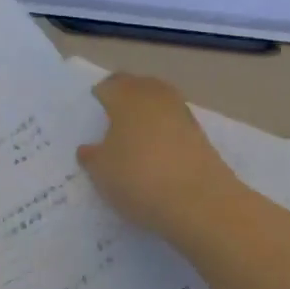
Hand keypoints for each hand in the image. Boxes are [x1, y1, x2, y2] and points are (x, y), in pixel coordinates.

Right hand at [77, 74, 244, 248]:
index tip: (93, 112)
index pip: (108, 86)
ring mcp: (182, 113)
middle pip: (137, 86)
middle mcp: (155, 96)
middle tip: (113, 118)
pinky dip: (165, 132)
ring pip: (159, 103)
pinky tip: (157, 152)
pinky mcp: (201, 135)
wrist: (199, 202)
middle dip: (125, 97)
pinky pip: (175, 124)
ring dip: (148, 113)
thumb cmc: (138, 177)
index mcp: (126, 96)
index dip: (99, 96)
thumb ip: (92, 156)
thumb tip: (89, 149)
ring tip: (135, 136)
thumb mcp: (101, 171)